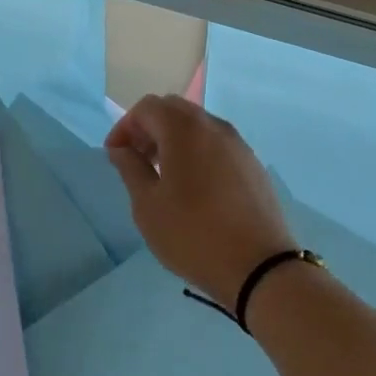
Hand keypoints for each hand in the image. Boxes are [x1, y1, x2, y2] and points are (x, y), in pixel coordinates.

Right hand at [105, 94, 296, 312]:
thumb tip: (121, 148)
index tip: (115, 155)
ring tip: (162, 175)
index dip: (125, 126)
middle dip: (149, 128)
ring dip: (173, 139)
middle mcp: (214, 126)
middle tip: (136, 159)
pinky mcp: (253, 164)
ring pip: (198, 126)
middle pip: (174, 110)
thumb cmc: (193, 234)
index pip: (147, 108)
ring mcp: (238, 144)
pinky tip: (193, 186)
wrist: (260, 268)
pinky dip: (196, 151)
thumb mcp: (148, 205)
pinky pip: (217, 144)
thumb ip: (130, 168)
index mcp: (184, 129)